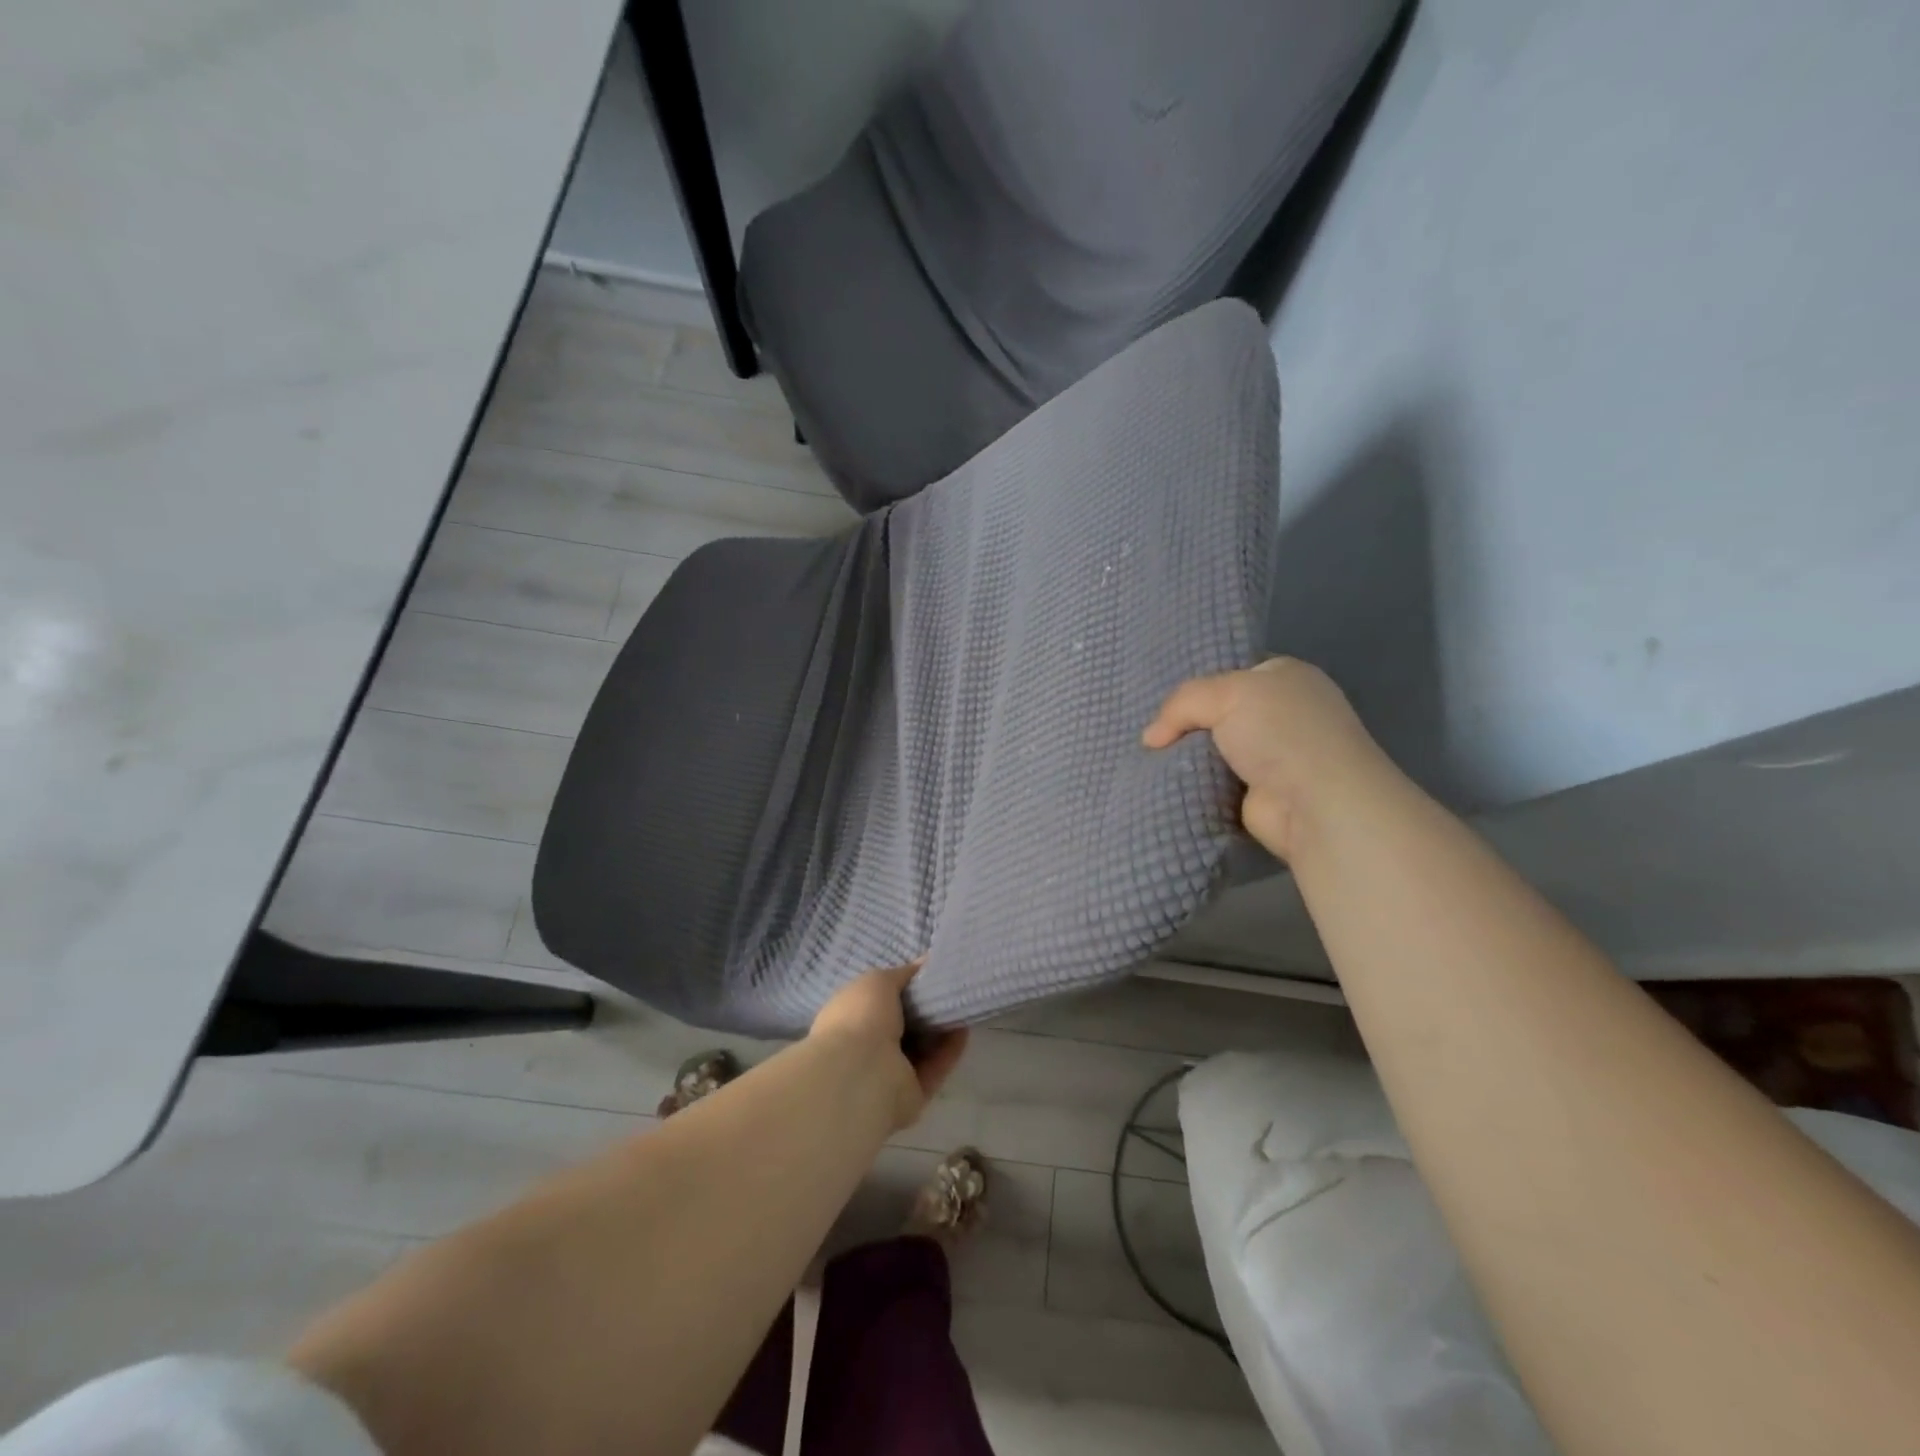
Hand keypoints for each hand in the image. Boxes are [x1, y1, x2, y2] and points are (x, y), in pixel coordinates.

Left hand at [810, 960, 968, 1131]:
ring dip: (941, 1029)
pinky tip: (964, 1030)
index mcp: (850, 1018)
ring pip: (921, 1049)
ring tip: (962, 1006)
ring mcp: (887, 1074)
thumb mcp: (878, 981)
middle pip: (903, 1026)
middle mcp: (865, 1047)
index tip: (929, 975)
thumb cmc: (861, 1018)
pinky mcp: (910, 1095)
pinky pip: (934, 1069)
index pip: (879, 1001)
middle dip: (925, 1009)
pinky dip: (949, 1051)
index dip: (903, 988)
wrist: (859, 1075)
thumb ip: (903, 974)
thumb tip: (925, 962)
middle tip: (950, 991)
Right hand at [1143, 657, 1393, 861]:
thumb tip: (1150, 738)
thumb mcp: (1225, 694)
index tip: (1164, 699)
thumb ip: (1182, 703)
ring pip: (1212, 749)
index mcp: (1286, 677)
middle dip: (1187, 724)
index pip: (1233, 671)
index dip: (1199, 684)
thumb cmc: (1280, 733)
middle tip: (1151, 734)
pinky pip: (1213, 782)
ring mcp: (1273, 756)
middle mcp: (1283, 713)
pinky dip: (1194, 784)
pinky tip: (1167, 783)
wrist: (1315, 804)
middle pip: (1219, 712)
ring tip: (1149, 759)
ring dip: (1186, 757)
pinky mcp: (1258, 794)